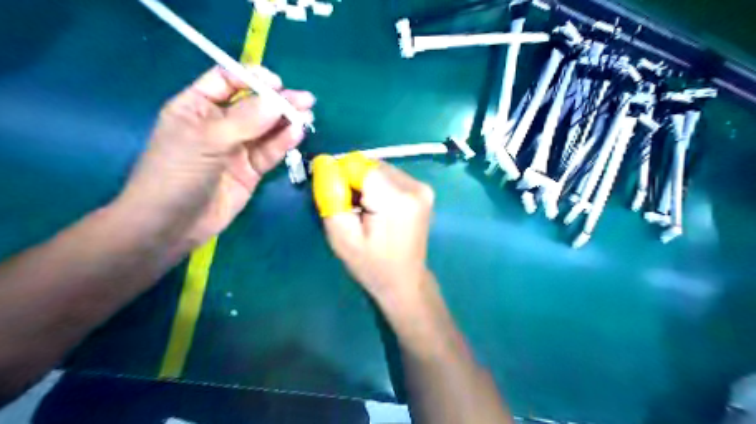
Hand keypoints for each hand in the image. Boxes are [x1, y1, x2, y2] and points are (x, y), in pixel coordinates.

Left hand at [117, 65, 316, 250]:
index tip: (277, 83)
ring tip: (308, 115)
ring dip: (287, 121)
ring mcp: (237, 148)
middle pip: (254, 105)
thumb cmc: (176, 175)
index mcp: (197, 107)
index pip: (227, 81)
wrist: (172, 225)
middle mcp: (220, 124)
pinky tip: (297, 134)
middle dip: (278, 101)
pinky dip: (284, 142)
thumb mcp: (206, 141)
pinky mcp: (251, 170)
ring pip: (266, 129)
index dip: (252, 78)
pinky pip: (270, 152)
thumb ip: (244, 121)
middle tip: (305, 100)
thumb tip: (277, 100)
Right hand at [311, 155, 434, 303]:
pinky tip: (379, 208)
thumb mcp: (342, 236)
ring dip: (367, 183)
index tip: (341, 201)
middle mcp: (414, 187)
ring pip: (380, 168)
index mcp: (396, 199)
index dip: (342, 178)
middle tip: (353, 209)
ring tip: (366, 211)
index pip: (359, 165)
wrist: (405, 280)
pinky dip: (379, 186)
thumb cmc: (372, 265)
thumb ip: (331, 196)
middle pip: (370, 165)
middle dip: (354, 181)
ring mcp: (422, 187)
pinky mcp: (424, 190)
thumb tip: (324, 162)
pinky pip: (391, 176)